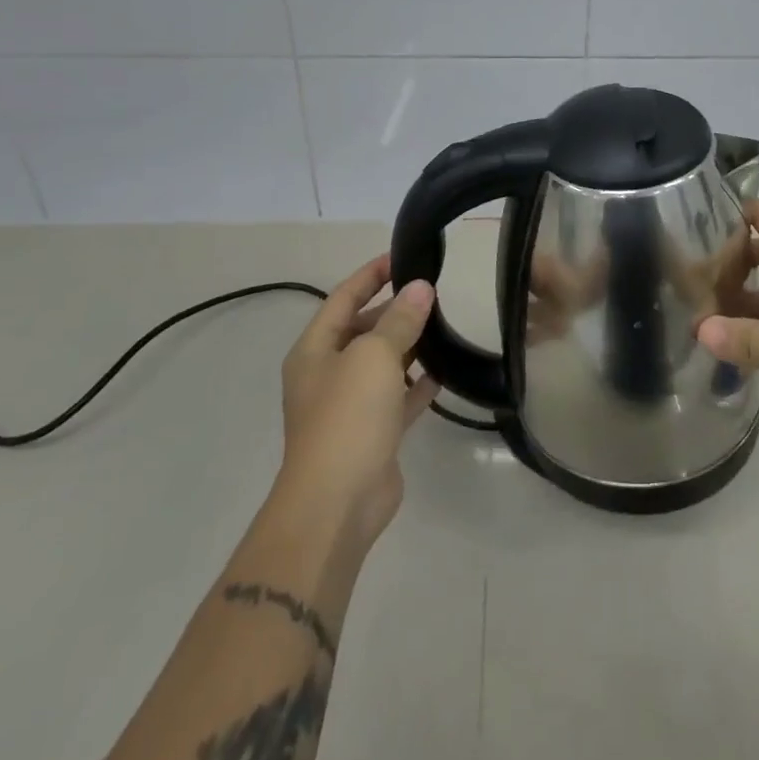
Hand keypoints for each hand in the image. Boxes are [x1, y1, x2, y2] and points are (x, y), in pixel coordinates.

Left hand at [274, 256, 440, 548]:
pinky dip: (417, 384)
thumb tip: (421, 288)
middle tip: (433, 292)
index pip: (344, 297)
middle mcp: (328, 374)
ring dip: (408, 345)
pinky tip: (443, 373)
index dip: (372, 274)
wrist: (337, 504)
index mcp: (315, 350)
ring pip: (382, 363)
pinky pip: (397, 398)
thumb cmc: (347, 417)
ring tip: (443, 325)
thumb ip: (399, 319)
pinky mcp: (372, 434)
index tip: (404, 255)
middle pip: (363, 329)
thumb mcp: (374, 356)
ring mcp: (349, 406)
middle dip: (394, 309)